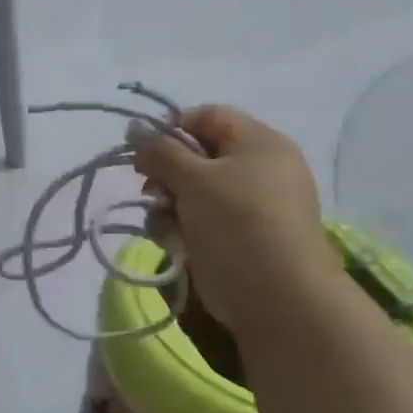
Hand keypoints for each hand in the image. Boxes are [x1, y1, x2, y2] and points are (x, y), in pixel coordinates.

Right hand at [130, 106, 338, 340]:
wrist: (277, 295)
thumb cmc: (237, 222)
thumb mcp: (194, 178)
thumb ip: (160, 151)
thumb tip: (135, 128)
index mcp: (258, 143)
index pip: (207, 117)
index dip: (171, 128)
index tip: (143, 151)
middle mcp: (257, 169)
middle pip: (197, 156)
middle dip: (166, 173)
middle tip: (150, 191)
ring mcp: (249, 206)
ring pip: (193, 192)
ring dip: (169, 205)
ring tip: (163, 225)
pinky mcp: (238, 238)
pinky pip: (201, 221)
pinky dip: (182, 228)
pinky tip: (174, 243)